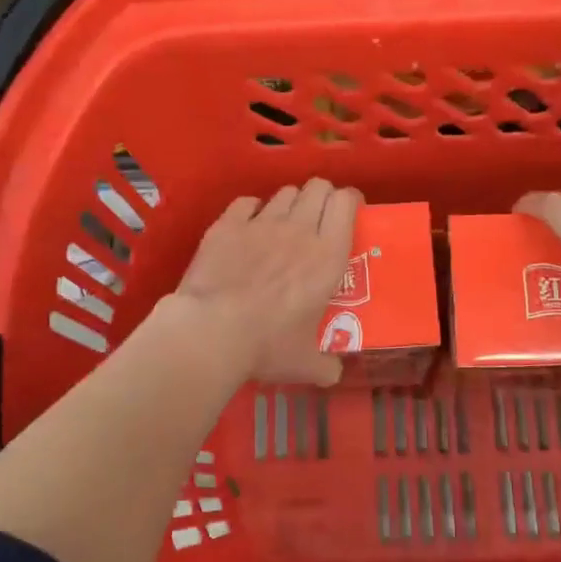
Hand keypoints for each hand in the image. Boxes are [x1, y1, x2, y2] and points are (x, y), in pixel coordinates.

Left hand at [166, 179, 362, 386]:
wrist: (211, 331)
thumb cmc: (267, 346)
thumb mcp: (306, 364)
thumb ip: (326, 366)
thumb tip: (334, 374)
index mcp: (327, 256)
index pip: (346, 203)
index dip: (349, 201)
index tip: (348, 213)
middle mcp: (299, 230)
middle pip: (317, 187)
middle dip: (321, 196)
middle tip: (317, 218)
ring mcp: (261, 223)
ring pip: (284, 192)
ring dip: (289, 204)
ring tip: (283, 225)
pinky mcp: (227, 224)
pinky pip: (246, 202)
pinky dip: (251, 210)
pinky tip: (247, 227)